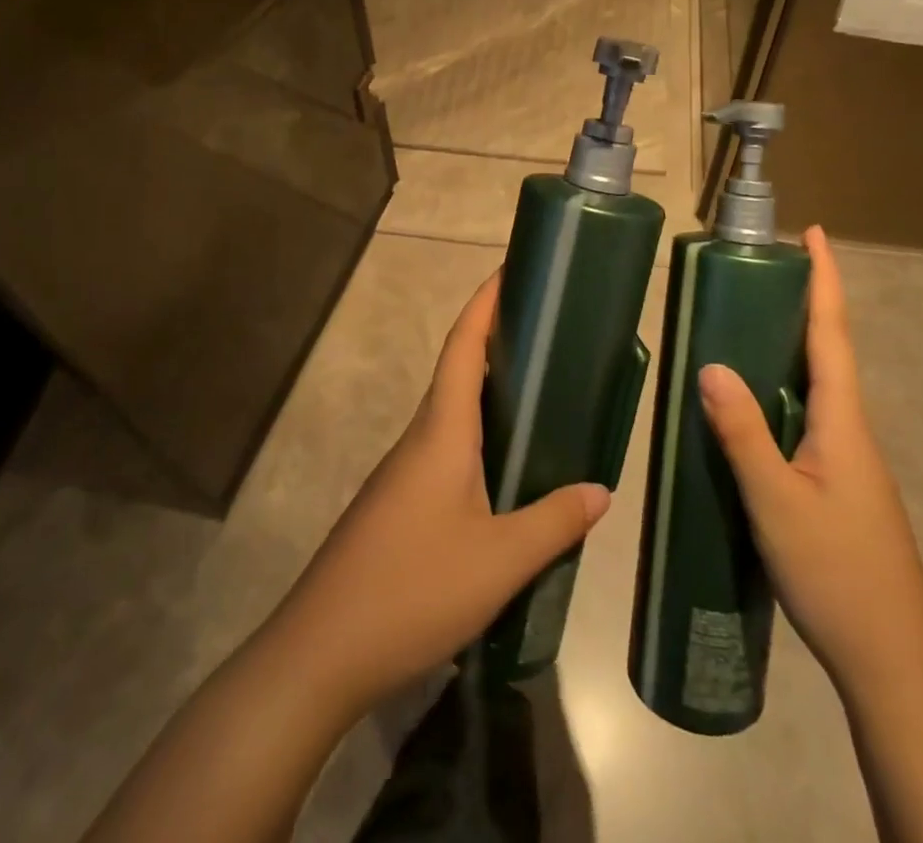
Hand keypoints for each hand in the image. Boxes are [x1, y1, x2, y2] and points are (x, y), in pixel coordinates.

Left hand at [271, 269, 609, 715]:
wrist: (321, 652)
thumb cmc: (412, 589)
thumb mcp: (500, 561)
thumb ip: (554, 521)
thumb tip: (601, 489)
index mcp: (441, 432)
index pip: (462, 346)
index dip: (484, 303)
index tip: (509, 270)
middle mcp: (420, 439)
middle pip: (456, 371)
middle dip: (494, 340)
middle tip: (545, 330)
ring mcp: (404, 473)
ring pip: (451, 414)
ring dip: (487, 391)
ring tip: (537, 391)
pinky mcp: (398, 505)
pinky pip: (446, 451)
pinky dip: (478, 436)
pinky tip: (505, 468)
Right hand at [697, 226, 922, 686]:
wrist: (892, 663)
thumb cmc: (836, 574)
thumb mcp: (776, 502)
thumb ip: (743, 433)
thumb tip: (712, 364)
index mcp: (843, 422)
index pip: (833, 334)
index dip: (825, 280)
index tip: (816, 233)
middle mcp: (852, 431)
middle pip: (829, 352)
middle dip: (806, 304)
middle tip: (766, 270)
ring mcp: (849, 461)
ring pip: (818, 388)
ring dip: (793, 347)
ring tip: (750, 324)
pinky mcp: (840, 486)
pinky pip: (808, 419)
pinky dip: (784, 392)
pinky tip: (754, 407)